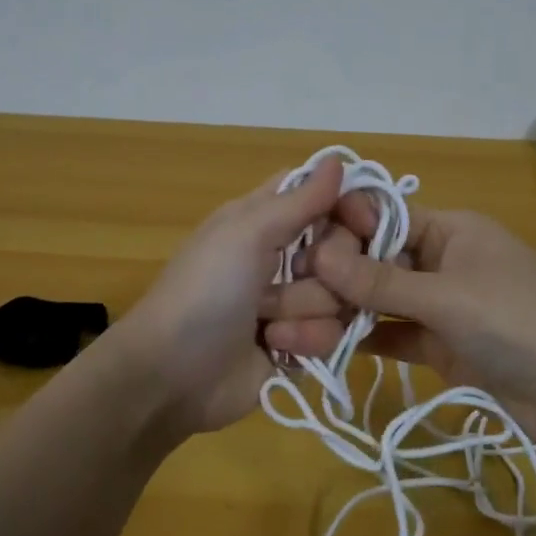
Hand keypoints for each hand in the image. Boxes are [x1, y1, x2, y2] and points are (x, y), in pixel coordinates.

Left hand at [114, 159, 352, 437]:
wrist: (172, 376)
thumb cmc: (205, 291)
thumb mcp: (246, 233)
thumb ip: (299, 199)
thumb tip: (336, 159)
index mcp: (264, 219)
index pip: (322, 196)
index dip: (348, 204)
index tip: (363, 221)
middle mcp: (282, 256)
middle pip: (342, 247)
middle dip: (326, 267)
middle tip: (299, 274)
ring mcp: (292, 302)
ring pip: (342, 295)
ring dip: (307, 310)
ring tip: (269, 323)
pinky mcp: (299, 345)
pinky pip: (334, 335)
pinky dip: (306, 342)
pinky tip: (276, 349)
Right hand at [266, 196, 535, 435]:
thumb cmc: (515, 320)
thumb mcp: (445, 296)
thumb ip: (380, 282)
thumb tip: (318, 256)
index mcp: (450, 230)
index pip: (385, 218)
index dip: (343, 230)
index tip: (298, 245)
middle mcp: (442, 261)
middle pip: (378, 261)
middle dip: (336, 276)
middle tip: (286, 290)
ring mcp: (441, 305)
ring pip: (382, 301)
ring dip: (344, 311)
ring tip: (293, 321)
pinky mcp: (440, 345)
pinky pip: (393, 334)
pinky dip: (364, 339)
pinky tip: (323, 345)